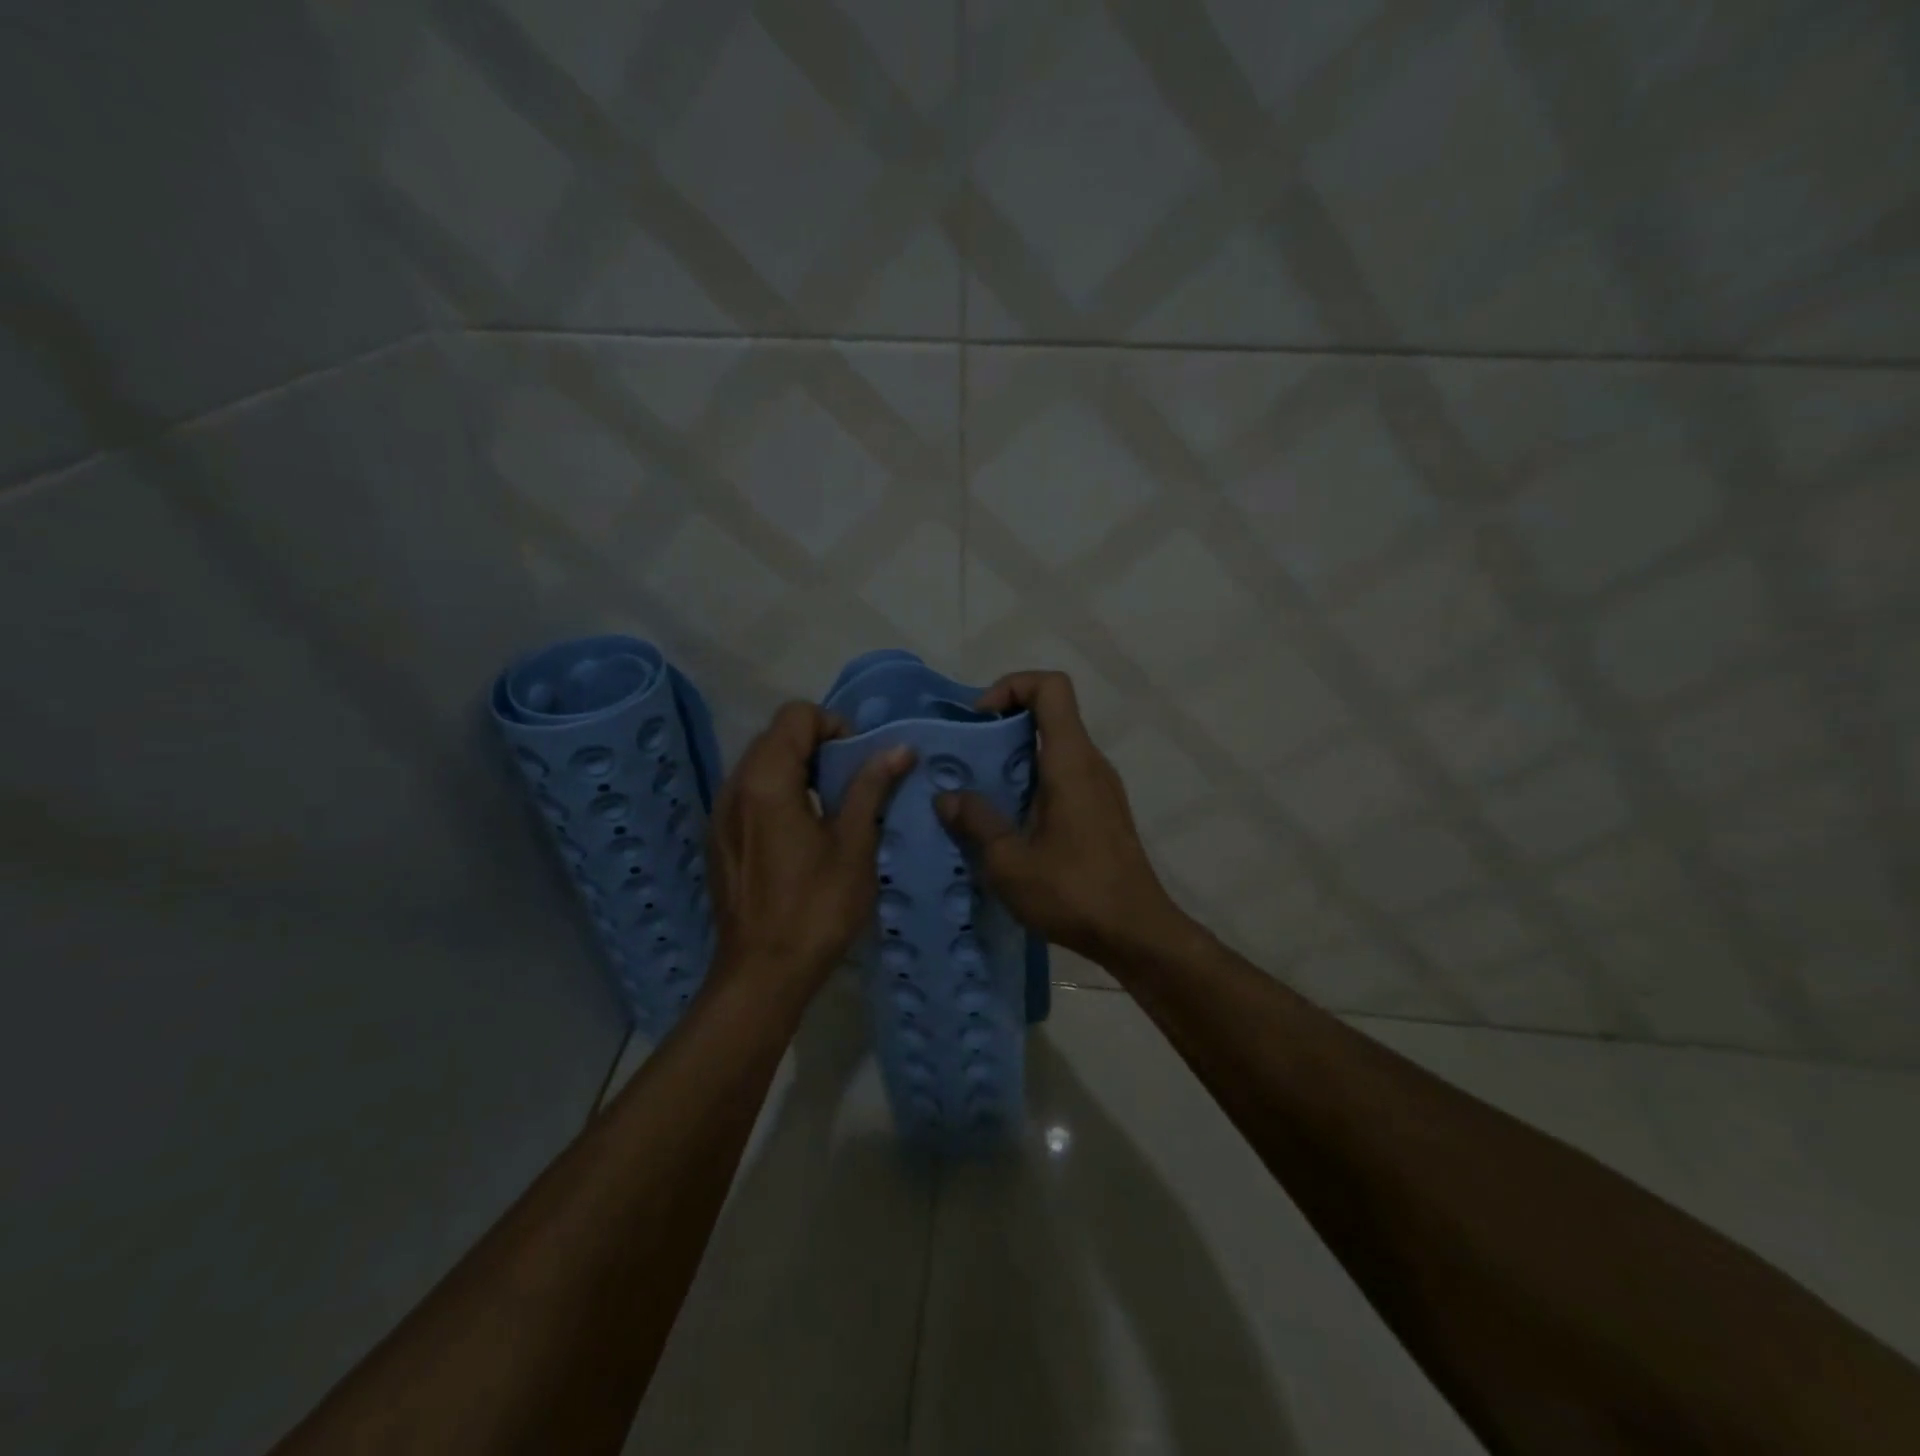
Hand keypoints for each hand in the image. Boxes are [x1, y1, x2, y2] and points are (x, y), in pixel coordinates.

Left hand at [707, 703, 914, 998]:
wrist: (762, 975)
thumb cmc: (816, 908)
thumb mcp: (854, 845)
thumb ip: (870, 788)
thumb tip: (898, 748)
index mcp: (766, 781)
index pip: (796, 716)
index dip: (833, 725)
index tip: (858, 760)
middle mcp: (734, 787)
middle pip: (776, 736)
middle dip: (818, 745)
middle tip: (851, 782)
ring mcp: (721, 814)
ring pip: (760, 764)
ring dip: (798, 769)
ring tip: (830, 807)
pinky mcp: (719, 839)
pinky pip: (749, 794)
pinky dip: (778, 793)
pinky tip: (802, 833)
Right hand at [934, 671, 1187, 962]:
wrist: (1137, 934)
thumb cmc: (1073, 892)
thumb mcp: (1009, 861)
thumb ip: (976, 821)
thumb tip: (948, 797)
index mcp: (1070, 761)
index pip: (1050, 687)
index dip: (1011, 687)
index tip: (979, 721)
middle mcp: (1090, 763)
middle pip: (1049, 715)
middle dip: (1002, 727)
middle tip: (966, 762)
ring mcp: (1101, 788)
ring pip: (1054, 749)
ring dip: (1014, 760)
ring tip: (978, 795)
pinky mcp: (1103, 812)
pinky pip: (1063, 777)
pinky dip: (1032, 784)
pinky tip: (1009, 825)